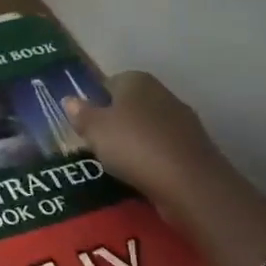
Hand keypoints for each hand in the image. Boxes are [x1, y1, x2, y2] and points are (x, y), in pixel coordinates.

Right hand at [64, 71, 231, 212]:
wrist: (190, 184)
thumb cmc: (134, 146)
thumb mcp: (94, 129)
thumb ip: (81, 113)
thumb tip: (70, 100)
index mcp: (137, 81)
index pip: (110, 82)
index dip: (95, 100)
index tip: (84, 122)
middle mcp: (162, 93)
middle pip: (131, 104)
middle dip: (115, 120)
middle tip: (97, 142)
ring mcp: (183, 121)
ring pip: (148, 126)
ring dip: (134, 140)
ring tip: (117, 162)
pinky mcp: (195, 148)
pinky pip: (163, 147)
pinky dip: (152, 157)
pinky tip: (141, 173)